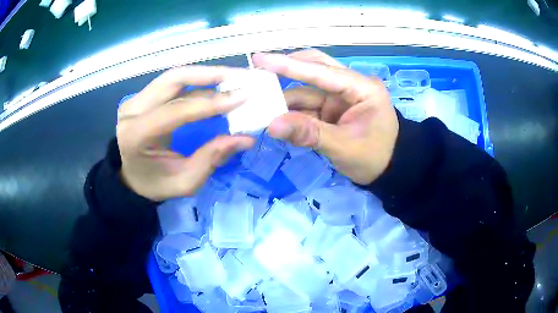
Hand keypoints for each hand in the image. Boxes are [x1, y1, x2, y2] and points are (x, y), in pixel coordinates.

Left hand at [117, 66, 254, 200]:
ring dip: (206, 74)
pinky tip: (216, 83)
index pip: (175, 110)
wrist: (131, 178)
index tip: (242, 97)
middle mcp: (132, 111)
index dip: (209, 102)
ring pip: (174, 76)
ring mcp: (135, 99)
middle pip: (173, 79)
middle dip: (210, 75)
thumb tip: (245, 138)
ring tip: (234, 77)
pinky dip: (197, 80)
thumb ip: (211, 158)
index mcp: (136, 135)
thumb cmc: (155, 184)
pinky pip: (172, 82)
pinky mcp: (142, 96)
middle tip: (241, 77)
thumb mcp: (185, 182)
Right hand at [253, 50, 398, 184]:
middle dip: (286, 71)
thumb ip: (308, 134)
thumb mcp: (343, 148)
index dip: (289, 65)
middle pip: (315, 68)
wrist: (389, 171)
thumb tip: (271, 126)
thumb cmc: (374, 158)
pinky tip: (275, 115)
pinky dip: (292, 111)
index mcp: (362, 88)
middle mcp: (350, 86)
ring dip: (285, 97)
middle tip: (257, 72)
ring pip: (307, 89)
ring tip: (258, 101)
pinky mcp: (333, 109)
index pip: (321, 71)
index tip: (260, 58)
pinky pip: (308, 105)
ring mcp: (340, 97)